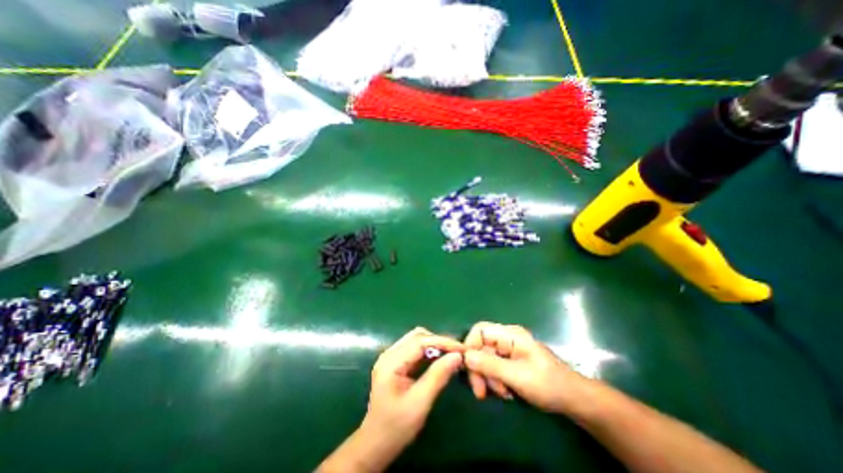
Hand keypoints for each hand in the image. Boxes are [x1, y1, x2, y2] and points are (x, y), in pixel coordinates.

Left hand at [365, 328, 463, 447]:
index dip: (442, 341)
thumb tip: (457, 356)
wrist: (375, 444)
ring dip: (435, 345)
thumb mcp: (420, 403)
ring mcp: (391, 357)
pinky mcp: (396, 362)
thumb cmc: (396, 427)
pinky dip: (429, 351)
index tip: (462, 348)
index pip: (420, 341)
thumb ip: (438, 376)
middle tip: (458, 352)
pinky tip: (440, 360)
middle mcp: (390, 353)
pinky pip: (415, 349)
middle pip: (418, 336)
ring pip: (417, 340)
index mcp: (391, 361)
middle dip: (439, 341)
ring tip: (451, 355)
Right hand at [460, 321, 588, 412]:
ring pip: (486, 359)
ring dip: (489, 378)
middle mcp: (506, 338)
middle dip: (479, 369)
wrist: (574, 399)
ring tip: (502, 394)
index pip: (480, 330)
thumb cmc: (547, 383)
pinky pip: (494, 367)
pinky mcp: (511, 361)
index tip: (467, 367)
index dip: (470, 345)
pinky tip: (506, 392)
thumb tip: (465, 356)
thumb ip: (490, 365)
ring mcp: (508, 350)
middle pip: (481, 347)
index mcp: (509, 334)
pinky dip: (496, 380)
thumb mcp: (517, 375)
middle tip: (480, 392)